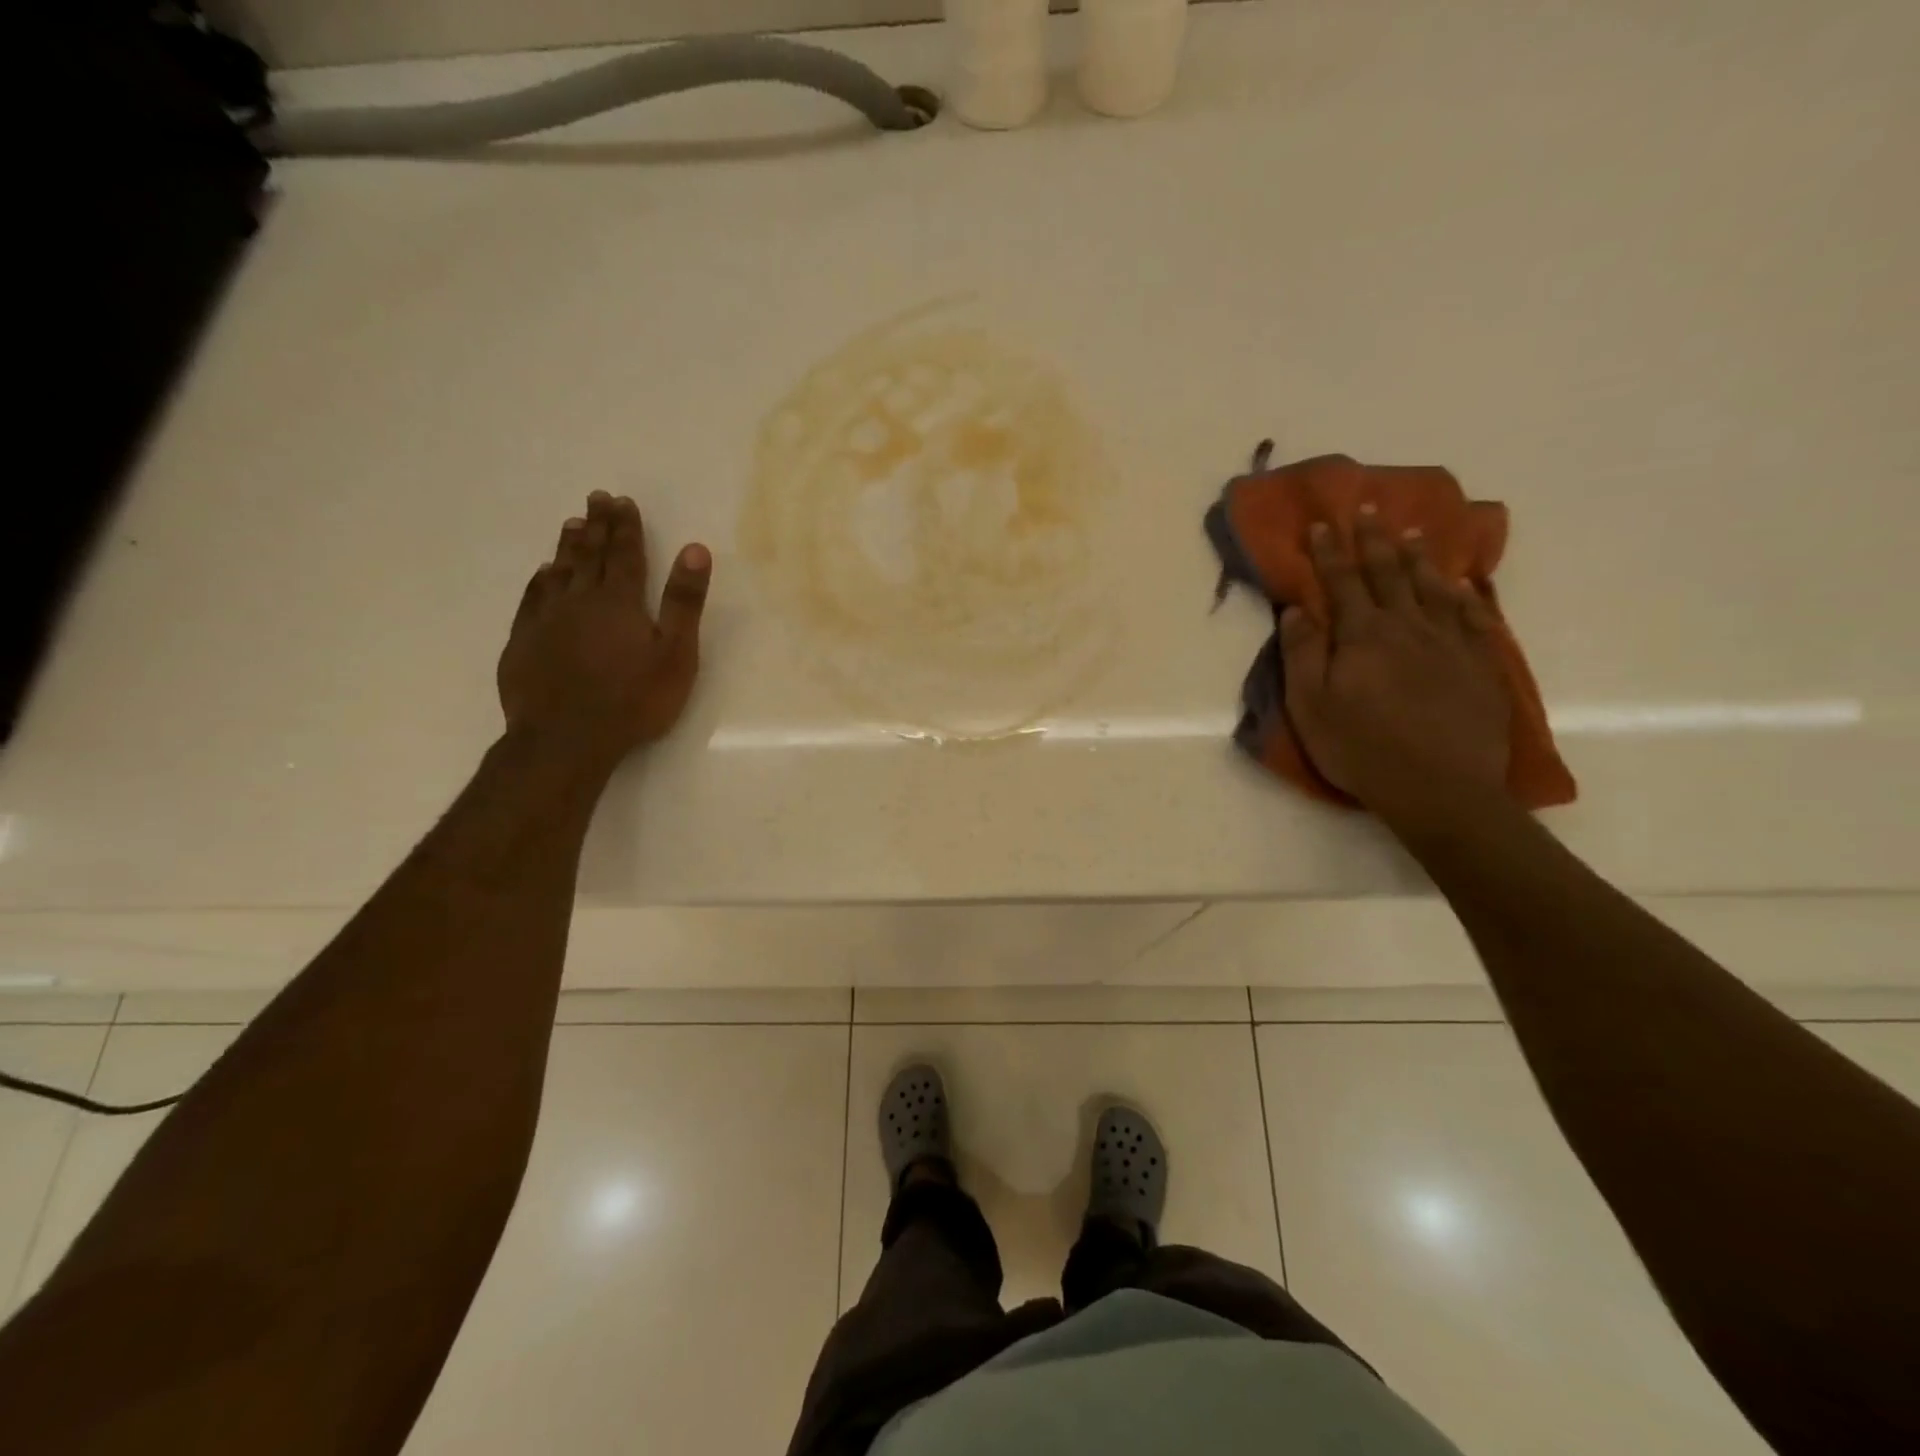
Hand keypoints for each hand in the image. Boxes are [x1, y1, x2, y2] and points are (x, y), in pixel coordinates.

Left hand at [497, 492, 711, 774]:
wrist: (566, 739)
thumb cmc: (633, 700)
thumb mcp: (675, 654)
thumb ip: (684, 602)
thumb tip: (695, 549)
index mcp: (620, 602)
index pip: (625, 554)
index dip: (626, 527)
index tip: (623, 501)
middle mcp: (580, 600)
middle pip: (590, 555)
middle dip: (597, 526)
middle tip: (597, 498)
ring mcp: (546, 619)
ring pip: (558, 571)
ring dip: (568, 546)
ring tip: (572, 524)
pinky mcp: (523, 641)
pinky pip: (532, 598)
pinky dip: (540, 579)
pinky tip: (543, 573)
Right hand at [1280, 509, 1510, 830]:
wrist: (1441, 788)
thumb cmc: (1361, 749)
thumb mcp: (1311, 706)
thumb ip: (1301, 654)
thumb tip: (1296, 609)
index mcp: (1362, 636)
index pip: (1341, 583)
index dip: (1330, 552)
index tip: (1322, 523)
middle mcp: (1407, 627)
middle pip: (1389, 574)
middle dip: (1375, 540)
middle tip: (1371, 508)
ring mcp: (1449, 644)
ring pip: (1432, 588)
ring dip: (1419, 558)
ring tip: (1414, 532)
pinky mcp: (1479, 665)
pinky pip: (1471, 617)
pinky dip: (1463, 594)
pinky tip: (1460, 583)